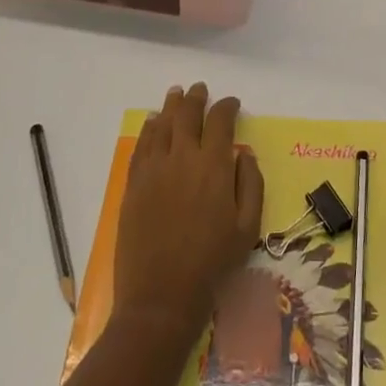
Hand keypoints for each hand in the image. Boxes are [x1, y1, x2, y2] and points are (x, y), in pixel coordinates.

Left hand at [114, 83, 263, 339]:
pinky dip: (149, 128)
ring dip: (171, 105)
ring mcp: (154, 168)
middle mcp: (183, 157)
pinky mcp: (135, 183)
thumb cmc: (212, 264)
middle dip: (196, 98)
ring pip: (162, 123)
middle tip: (200, 89)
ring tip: (176, 93)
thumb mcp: (248, 228)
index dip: (227, 107)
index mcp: (215, 166)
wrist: (161, 297)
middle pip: (188, 114)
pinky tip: (153, 122)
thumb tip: (245, 154)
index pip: (221, 121)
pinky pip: (142, 144)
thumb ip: (251, 185)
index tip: (232, 103)